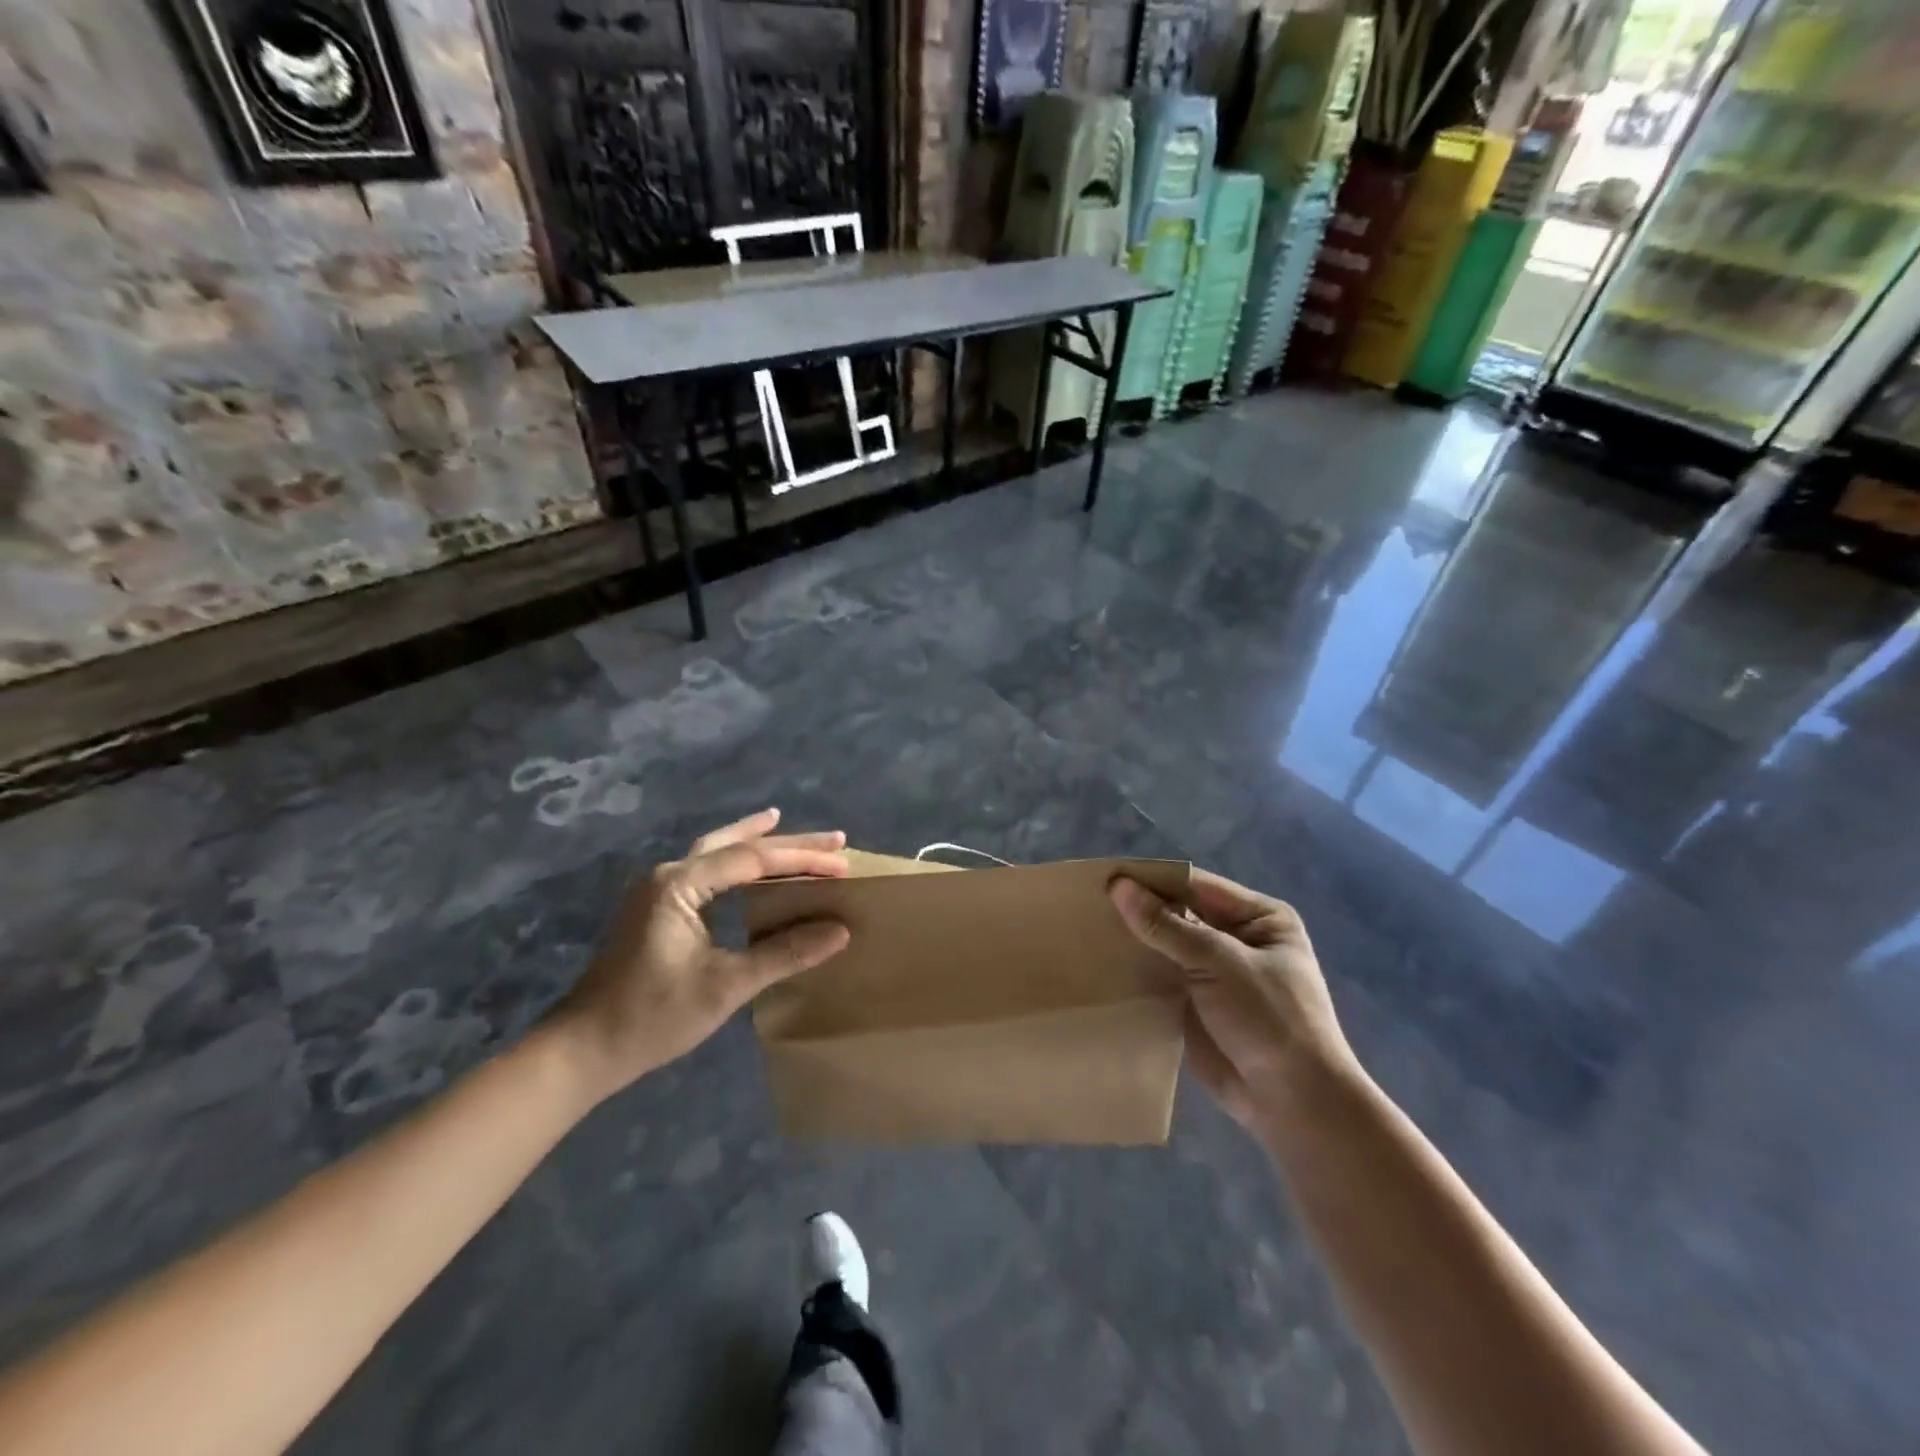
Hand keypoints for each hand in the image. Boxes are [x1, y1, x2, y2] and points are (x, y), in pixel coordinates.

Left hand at [551, 809, 849, 1102]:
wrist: (583, 1049)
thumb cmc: (653, 1017)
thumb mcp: (726, 986)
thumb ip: (785, 953)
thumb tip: (840, 930)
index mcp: (680, 884)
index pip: (753, 860)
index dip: (802, 861)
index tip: (843, 865)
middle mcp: (668, 875)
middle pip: (736, 846)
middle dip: (787, 842)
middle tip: (835, 838)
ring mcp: (659, 890)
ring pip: (717, 851)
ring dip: (754, 840)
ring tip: (783, 824)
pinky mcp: (658, 908)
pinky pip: (706, 870)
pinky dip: (734, 860)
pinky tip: (746, 865)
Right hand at [1109, 869, 1358, 1134]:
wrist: (1294, 1104)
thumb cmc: (1269, 1019)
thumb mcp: (1220, 962)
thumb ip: (1167, 925)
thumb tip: (1119, 886)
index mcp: (1258, 917)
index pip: (1196, 886)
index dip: (1153, 881)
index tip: (1105, 878)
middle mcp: (1236, 939)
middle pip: (1179, 913)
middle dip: (1140, 910)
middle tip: (1086, 903)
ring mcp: (1215, 973)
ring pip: (1166, 946)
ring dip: (1134, 940)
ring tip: (1084, 930)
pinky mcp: (1196, 1004)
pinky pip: (1160, 977)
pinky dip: (1136, 971)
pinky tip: (1100, 963)